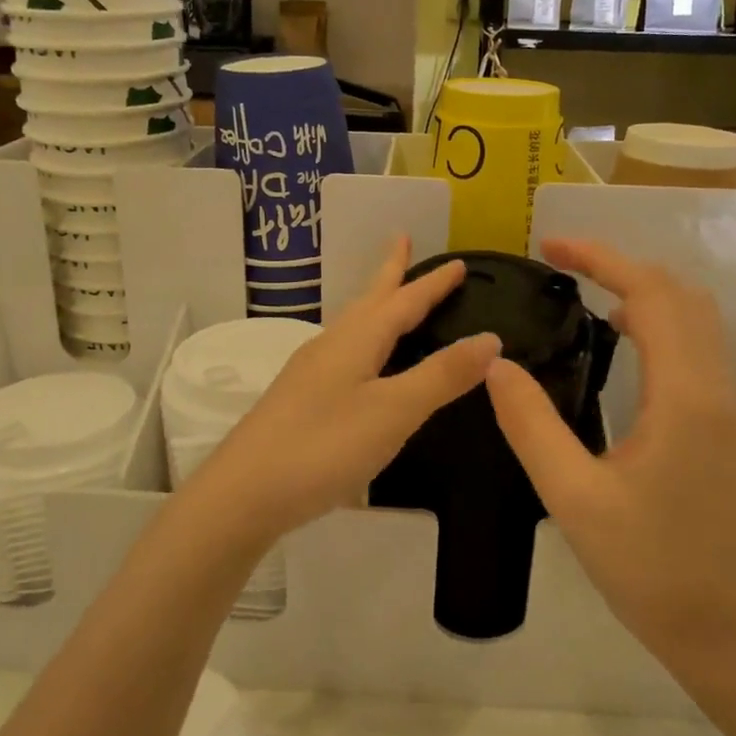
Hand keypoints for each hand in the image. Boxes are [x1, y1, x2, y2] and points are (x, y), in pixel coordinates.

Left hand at [189, 237, 500, 544]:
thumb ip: (441, 376)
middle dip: (390, 273)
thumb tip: (490, 338)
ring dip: (375, 306)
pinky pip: (343, 354)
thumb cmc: (324, 446)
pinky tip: (361, 365)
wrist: (244, 493)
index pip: (402, 301)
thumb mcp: (393, 411)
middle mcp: (331, 347)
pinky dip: (364, 342)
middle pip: (368, 301)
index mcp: (356, 341)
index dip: (432, 283)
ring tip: (389, 298)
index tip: (458, 262)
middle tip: (402, 242)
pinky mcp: (300, 402)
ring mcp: (310, 374)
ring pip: (352, 327)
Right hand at [485, 238, 735, 665]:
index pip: (651, 295)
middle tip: (562, 264)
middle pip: (680, 295)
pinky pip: (694, 347)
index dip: (601, 260)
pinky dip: (656, 320)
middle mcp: (715, 388)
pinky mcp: (721, 425)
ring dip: (642, 290)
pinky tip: (619, 339)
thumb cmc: (650, 568)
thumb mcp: (574, 498)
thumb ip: (531, 425)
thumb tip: (496, 365)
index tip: (550, 247)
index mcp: (684, 396)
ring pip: (693, 319)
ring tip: (584, 290)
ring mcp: (725, 406)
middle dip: (621, 265)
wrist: (727, 629)